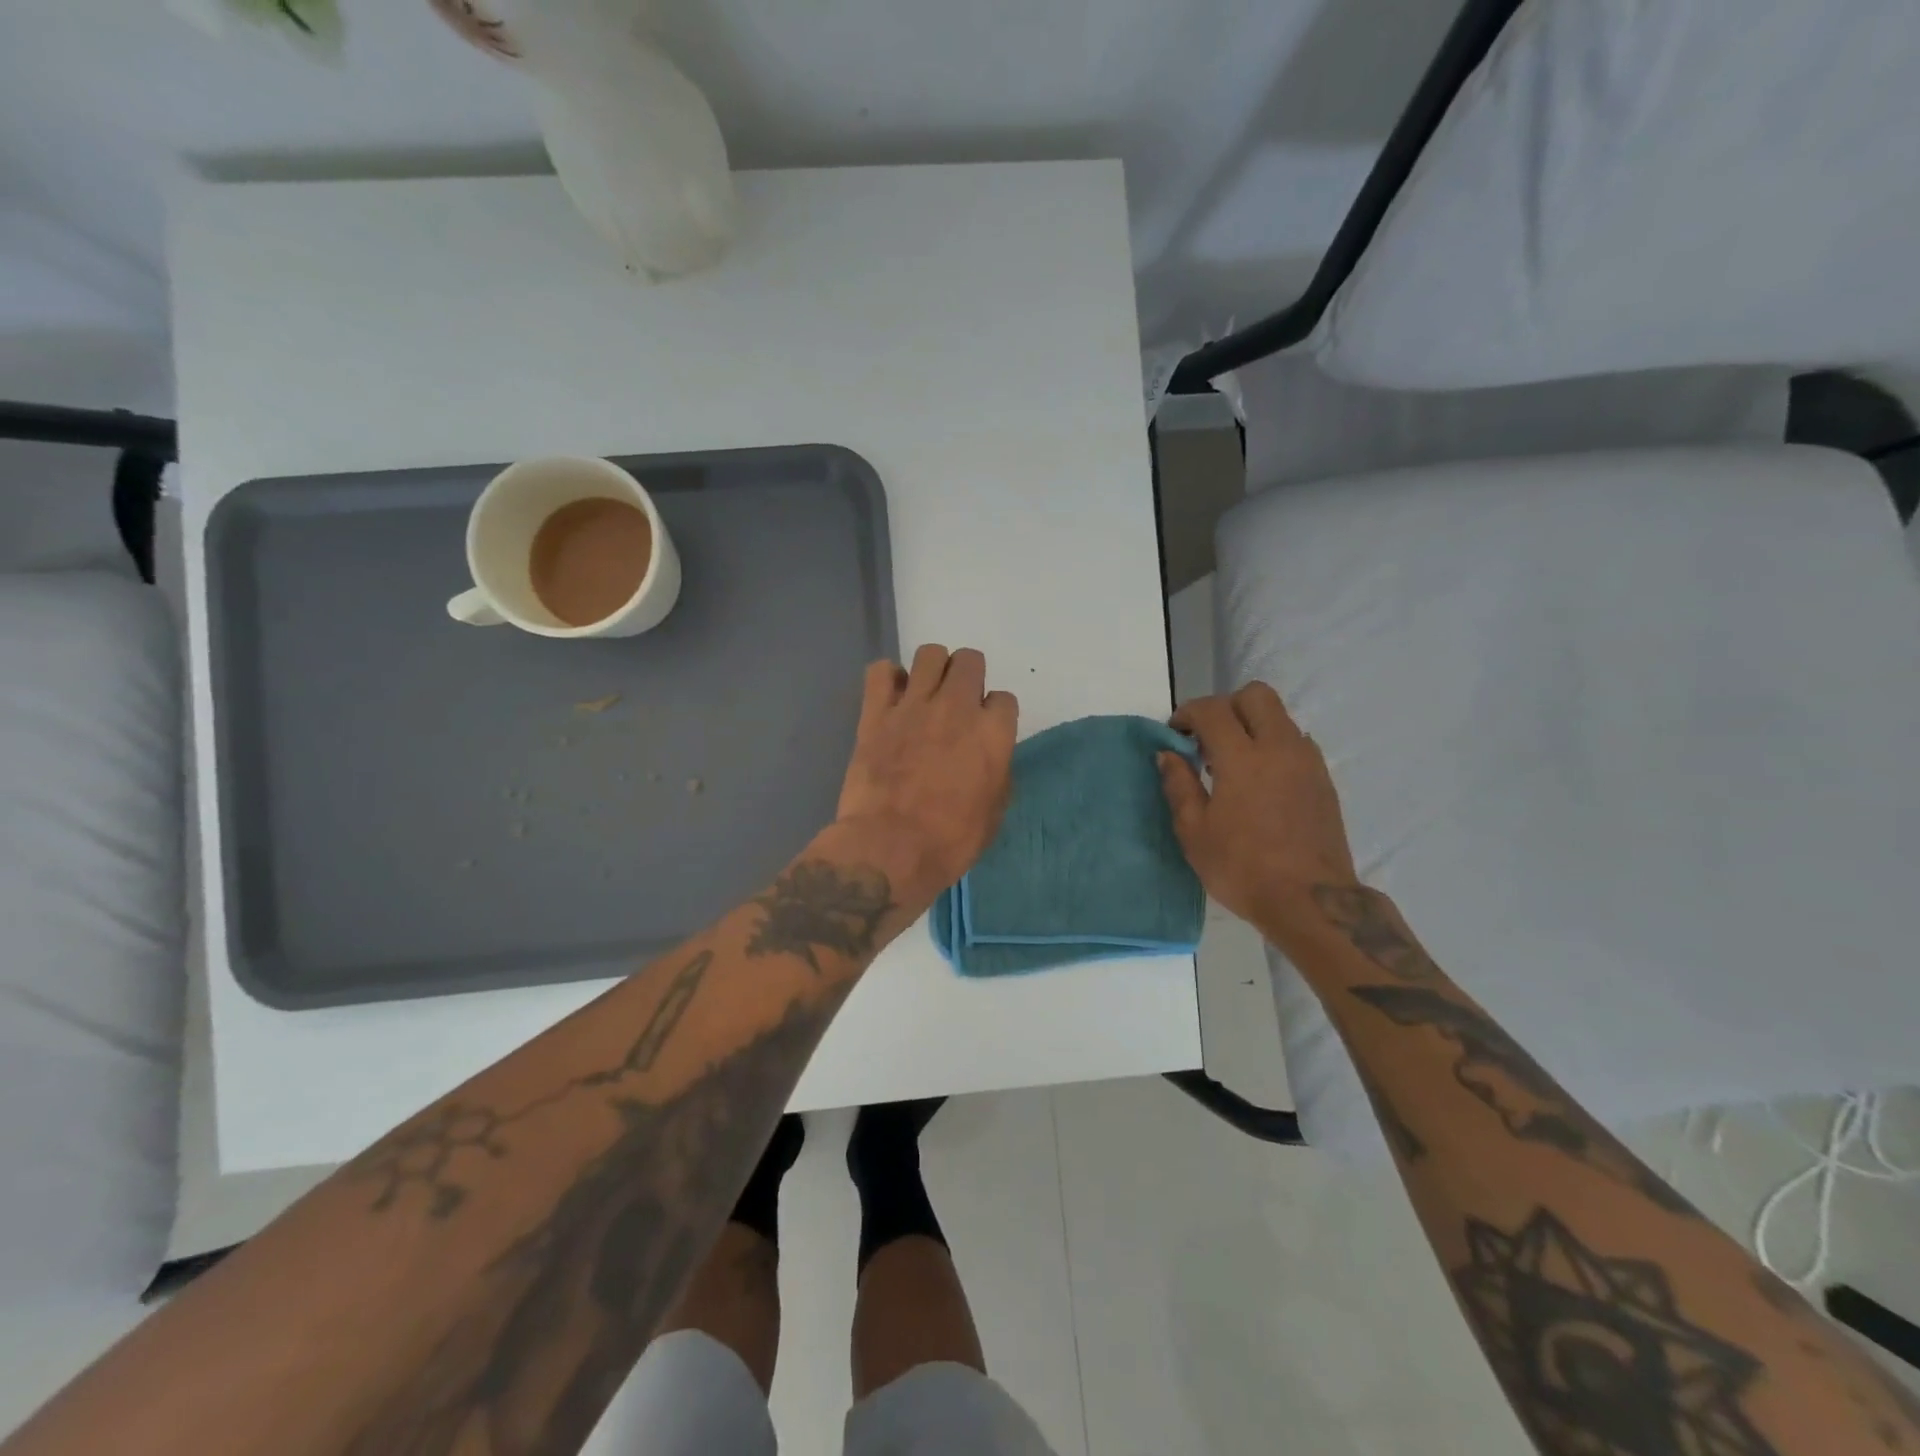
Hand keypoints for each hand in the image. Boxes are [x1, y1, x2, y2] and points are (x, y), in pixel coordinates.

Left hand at [833, 646, 1017, 910]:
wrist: (890, 848)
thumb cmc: (950, 841)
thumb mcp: (993, 814)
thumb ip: (996, 773)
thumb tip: (988, 759)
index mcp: (992, 733)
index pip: (1004, 699)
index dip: (995, 714)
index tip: (985, 731)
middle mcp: (957, 707)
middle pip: (969, 661)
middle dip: (968, 677)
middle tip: (957, 704)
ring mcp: (913, 706)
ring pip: (930, 654)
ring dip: (933, 669)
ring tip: (926, 694)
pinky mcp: (876, 713)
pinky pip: (880, 671)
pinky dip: (888, 679)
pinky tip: (891, 698)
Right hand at [1159, 682, 1359, 931]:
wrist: (1310, 900)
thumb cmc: (1242, 868)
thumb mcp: (1194, 832)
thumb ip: (1178, 785)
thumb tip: (1169, 754)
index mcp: (1242, 758)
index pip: (1213, 710)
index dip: (1188, 714)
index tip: (1176, 735)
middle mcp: (1279, 748)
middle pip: (1255, 695)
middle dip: (1225, 707)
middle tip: (1207, 739)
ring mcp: (1307, 761)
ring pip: (1279, 716)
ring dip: (1251, 725)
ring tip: (1232, 763)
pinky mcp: (1322, 779)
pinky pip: (1294, 741)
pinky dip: (1272, 745)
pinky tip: (1259, 781)